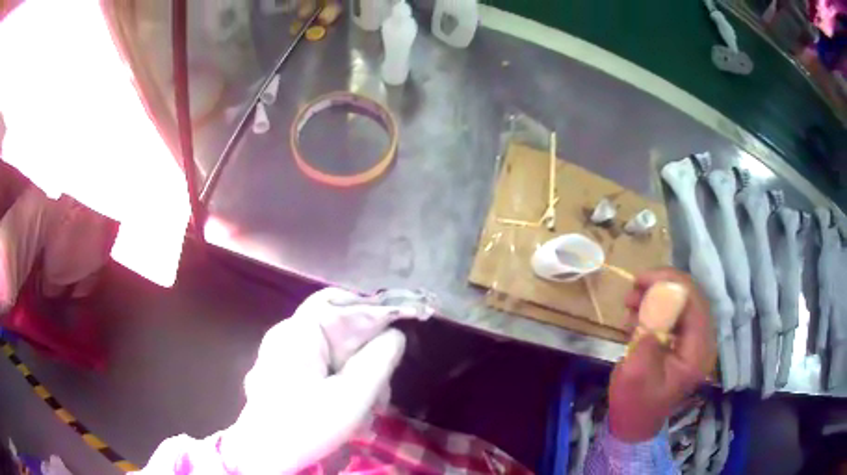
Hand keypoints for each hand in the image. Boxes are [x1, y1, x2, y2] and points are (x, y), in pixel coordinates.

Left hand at [220, 288, 433, 473]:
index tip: (403, 329)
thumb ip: (379, 361)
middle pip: (335, 324)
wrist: (264, 455)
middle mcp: (286, 334)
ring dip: (355, 367)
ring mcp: (280, 353)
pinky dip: (339, 376)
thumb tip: (396, 334)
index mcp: (298, 332)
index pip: (342, 302)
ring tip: (373, 400)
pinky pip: (317, 362)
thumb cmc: (306, 426)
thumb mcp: (352, 397)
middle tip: (387, 374)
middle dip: (366, 347)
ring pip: (328, 347)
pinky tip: (351, 402)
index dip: (376, 311)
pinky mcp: (281, 372)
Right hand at [608, 268, 716, 442]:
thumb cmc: (635, 403)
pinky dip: (655, 307)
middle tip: (634, 287)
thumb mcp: (637, 374)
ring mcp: (693, 341)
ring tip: (630, 302)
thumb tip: (655, 303)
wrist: (634, 422)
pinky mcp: (683, 341)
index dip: (672, 284)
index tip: (642, 280)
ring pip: (682, 302)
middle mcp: (702, 342)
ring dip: (656, 295)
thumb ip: (649, 338)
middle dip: (662, 286)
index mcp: (697, 353)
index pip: (695, 304)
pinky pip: (674, 313)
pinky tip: (636, 316)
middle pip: (691, 298)